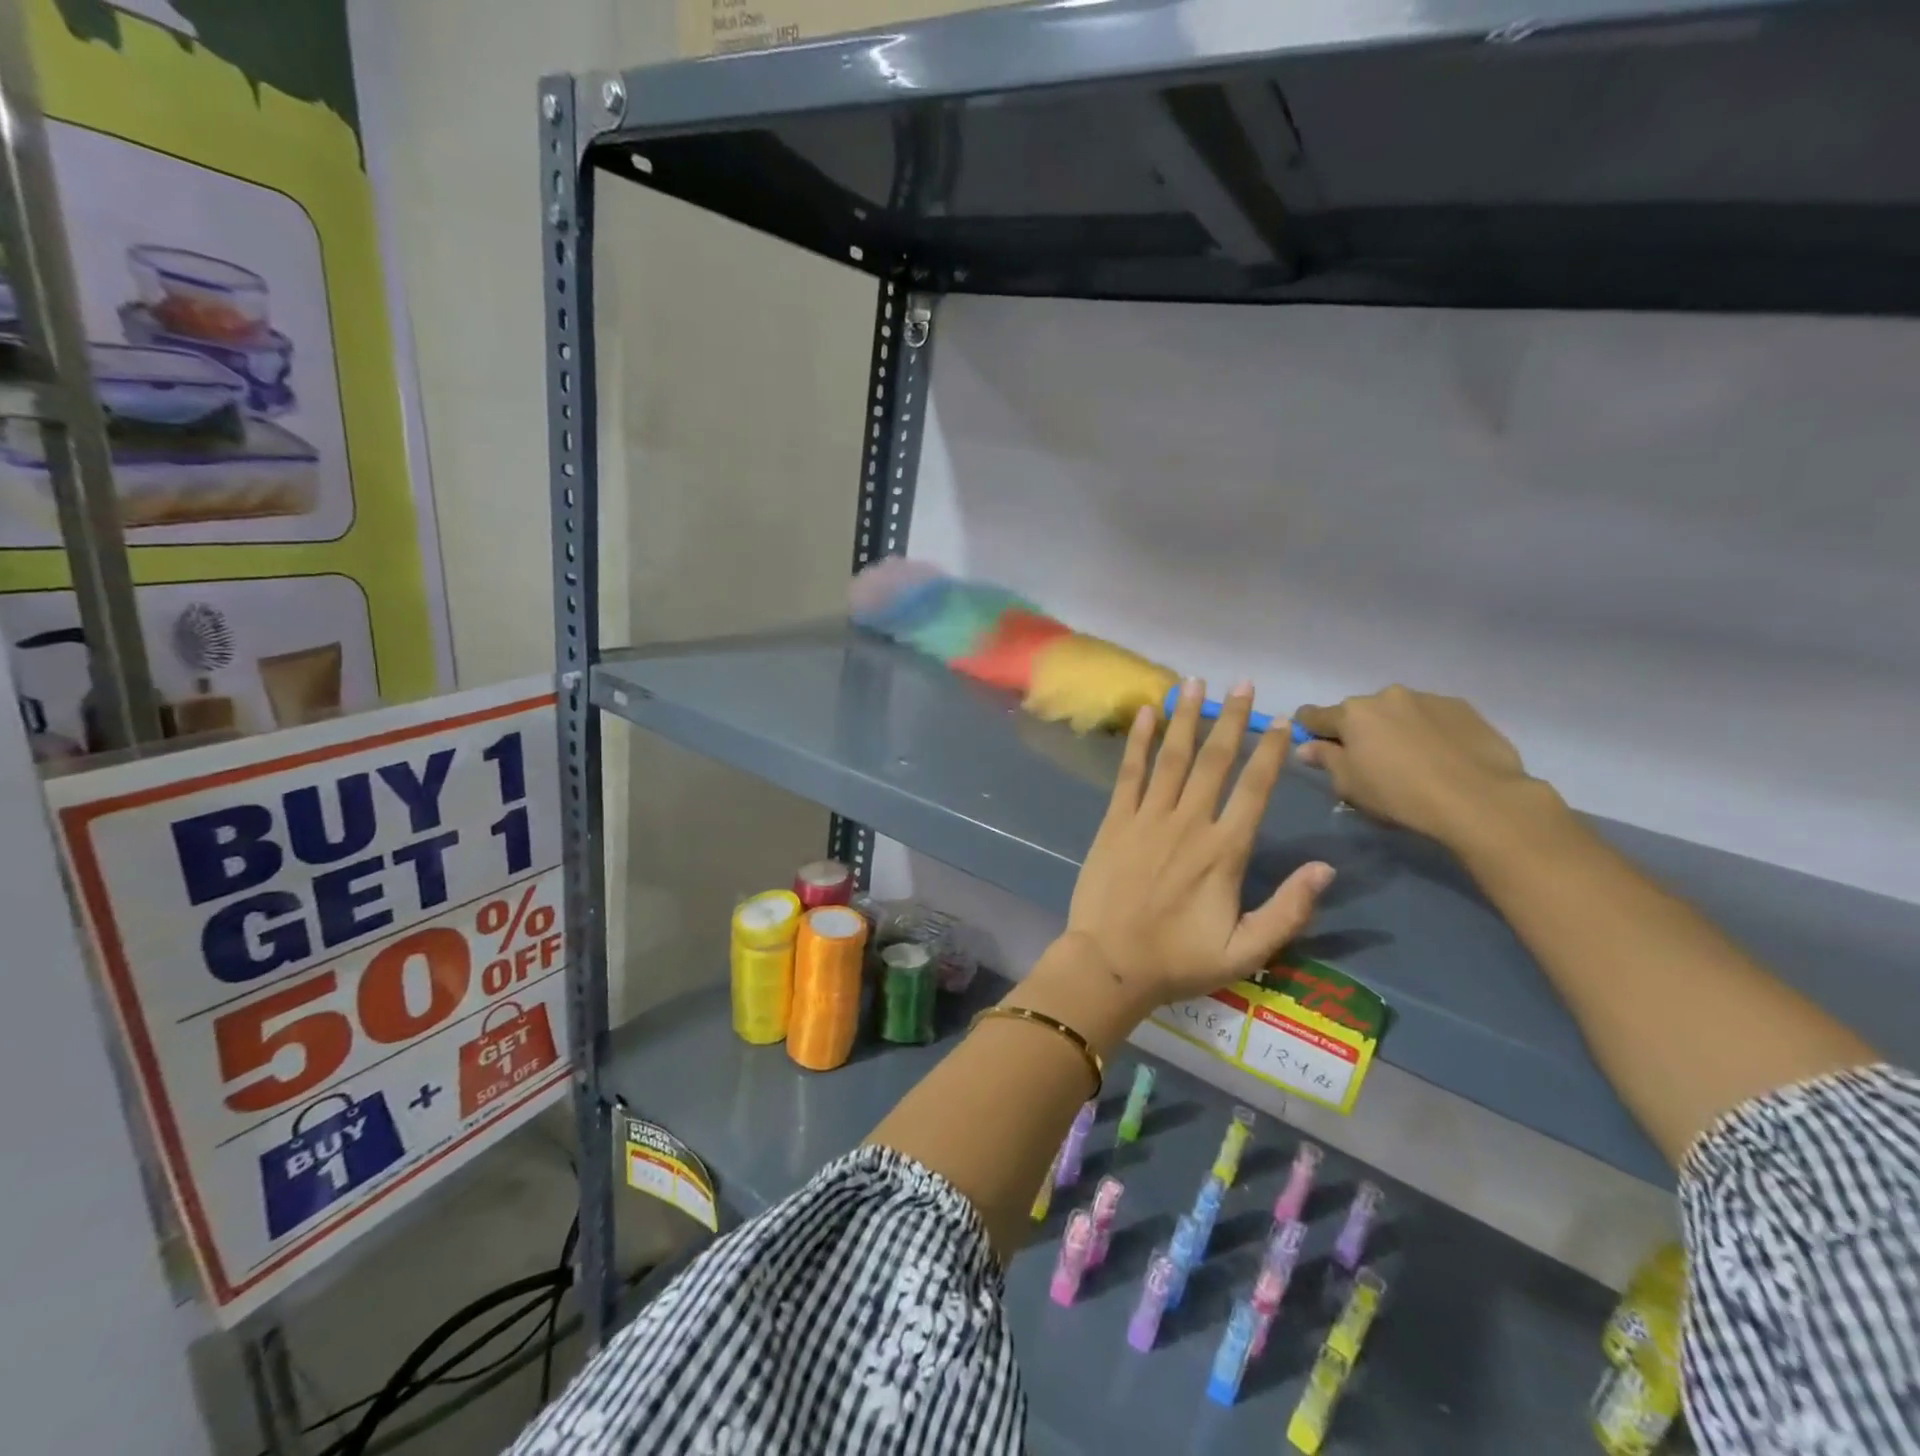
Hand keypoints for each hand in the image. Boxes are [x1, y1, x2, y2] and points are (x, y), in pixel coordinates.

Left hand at [1062, 680, 1334, 1009]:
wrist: (1109, 963)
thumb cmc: (1178, 960)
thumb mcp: (1246, 951)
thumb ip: (1289, 910)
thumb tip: (1325, 869)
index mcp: (1225, 851)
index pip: (1254, 789)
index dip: (1269, 751)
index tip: (1281, 719)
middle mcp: (1189, 823)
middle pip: (1215, 761)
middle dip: (1231, 719)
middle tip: (1243, 683)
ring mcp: (1148, 818)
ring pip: (1172, 757)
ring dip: (1186, 718)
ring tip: (1195, 682)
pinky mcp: (1115, 821)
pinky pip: (1129, 773)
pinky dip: (1138, 742)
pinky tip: (1146, 713)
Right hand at [1293, 686, 1532, 848]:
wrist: (1478, 798)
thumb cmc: (1398, 794)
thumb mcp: (1348, 785)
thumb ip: (1325, 760)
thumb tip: (1307, 747)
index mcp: (1352, 713)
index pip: (1314, 715)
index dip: (1309, 730)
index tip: (1314, 746)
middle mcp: (1386, 696)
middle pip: (1360, 713)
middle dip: (1359, 731)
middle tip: (1371, 762)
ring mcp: (1427, 699)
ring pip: (1398, 712)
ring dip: (1396, 729)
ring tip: (1412, 760)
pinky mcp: (1463, 708)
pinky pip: (1432, 717)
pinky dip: (1428, 731)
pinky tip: (1441, 757)